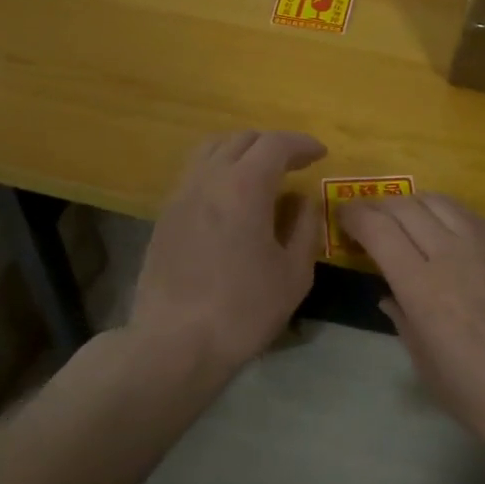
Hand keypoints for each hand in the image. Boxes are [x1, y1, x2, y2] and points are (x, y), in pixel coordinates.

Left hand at [131, 130, 326, 376]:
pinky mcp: (165, 216)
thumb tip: (304, 202)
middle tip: (295, 164)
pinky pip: (195, 174)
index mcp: (244, 186)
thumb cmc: (243, 310)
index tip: (320, 154)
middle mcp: (209, 179)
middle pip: (242, 140)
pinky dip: (218, 171)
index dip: (301, 144)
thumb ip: (305, 228)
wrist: (175, 343)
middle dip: (272, 145)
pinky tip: (230, 199)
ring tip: (260, 173)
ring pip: (211, 150)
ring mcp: (181, 195)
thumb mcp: (293, 274)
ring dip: (241, 151)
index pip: (275, 144)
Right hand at [340, 193, 484, 464]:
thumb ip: (402, 320)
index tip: (343, 220)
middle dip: (378, 207)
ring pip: (438, 201)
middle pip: (405, 207)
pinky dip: (444, 211)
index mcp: (422, 288)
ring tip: (404, 218)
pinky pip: (468, 214)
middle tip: (367, 219)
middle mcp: (451, 255)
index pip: (378, 229)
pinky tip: (443, 227)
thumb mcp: (427, 367)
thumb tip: (389, 295)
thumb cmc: (481, 397)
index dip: (355, 217)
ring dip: (412, 203)